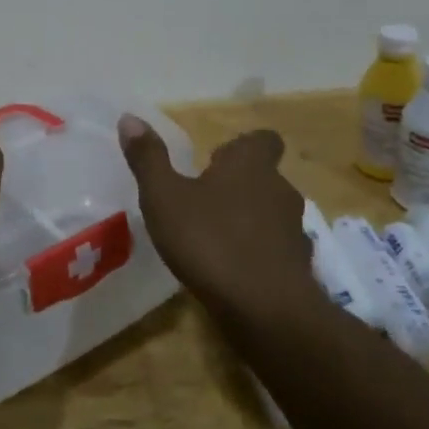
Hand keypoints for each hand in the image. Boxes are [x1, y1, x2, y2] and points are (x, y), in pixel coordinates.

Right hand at [118, 114, 313, 307]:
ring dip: (249, 220)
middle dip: (239, 185)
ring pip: (272, 214)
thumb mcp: (164, 197)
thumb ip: (148, 159)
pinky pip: (277, 251)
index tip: (216, 160)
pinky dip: (259, 254)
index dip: (242, 146)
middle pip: (265, 177)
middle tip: (204, 199)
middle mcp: (279, 190)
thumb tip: (129, 117)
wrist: (267, 310)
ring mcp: (295, 231)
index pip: (262, 140)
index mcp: (250, 166)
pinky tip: (234, 271)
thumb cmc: (210, 241)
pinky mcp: (299, 268)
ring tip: (215, 238)